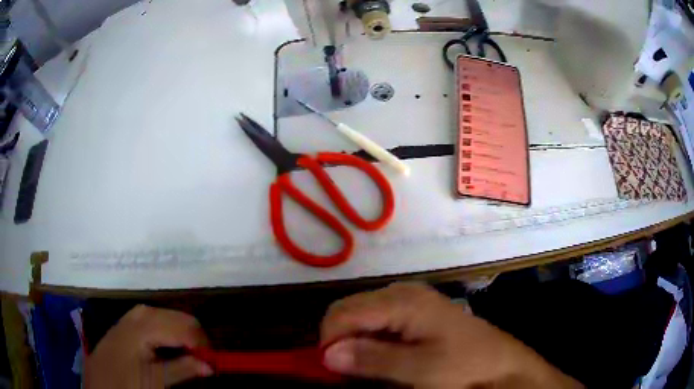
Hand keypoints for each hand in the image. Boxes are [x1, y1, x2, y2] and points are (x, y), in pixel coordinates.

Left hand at [84, 305, 212, 388]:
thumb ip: (182, 369)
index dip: (203, 345)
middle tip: (203, 363)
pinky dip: (173, 335)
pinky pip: (160, 321)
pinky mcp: (132, 321)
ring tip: (190, 359)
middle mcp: (142, 312)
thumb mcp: (154, 381)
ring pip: (172, 318)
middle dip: (196, 340)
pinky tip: (172, 351)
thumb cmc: (125, 381)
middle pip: (181, 318)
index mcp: (145, 325)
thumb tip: (211, 366)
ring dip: (185, 337)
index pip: (186, 326)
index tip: (212, 365)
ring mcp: (136, 315)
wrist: (98, 379)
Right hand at [321, 283, 582, 387]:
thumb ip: (372, 359)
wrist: (499, 364)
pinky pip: (378, 322)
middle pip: (349, 310)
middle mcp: (401, 293)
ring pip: (361, 316)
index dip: (330, 340)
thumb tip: (328, 354)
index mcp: (402, 301)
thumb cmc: (463, 365)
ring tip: (362, 368)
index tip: (330, 369)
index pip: (344, 312)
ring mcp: (409, 301)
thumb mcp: (419, 369)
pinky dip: (369, 340)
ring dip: (353, 342)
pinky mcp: (414, 312)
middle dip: (340, 340)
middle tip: (345, 371)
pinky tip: (379, 358)